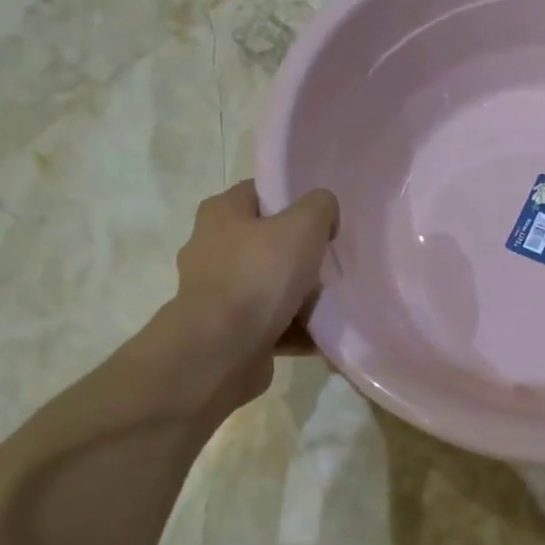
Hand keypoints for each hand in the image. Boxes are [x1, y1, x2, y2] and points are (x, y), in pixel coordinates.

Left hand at [167, 180, 338, 416]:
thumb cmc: (259, 276)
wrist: (221, 352)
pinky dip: (295, 329)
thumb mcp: (303, 225)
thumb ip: (320, 206)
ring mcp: (217, 293)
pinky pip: (271, 323)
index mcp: (222, 213)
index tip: (323, 218)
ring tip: (332, 302)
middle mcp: (212, 248)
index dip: (292, 200)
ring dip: (301, 296)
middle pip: (268, 242)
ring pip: (271, 285)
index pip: (260, 193)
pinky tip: (322, 334)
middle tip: (331, 260)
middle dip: (301, 253)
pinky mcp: (227, 331)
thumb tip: (324, 213)